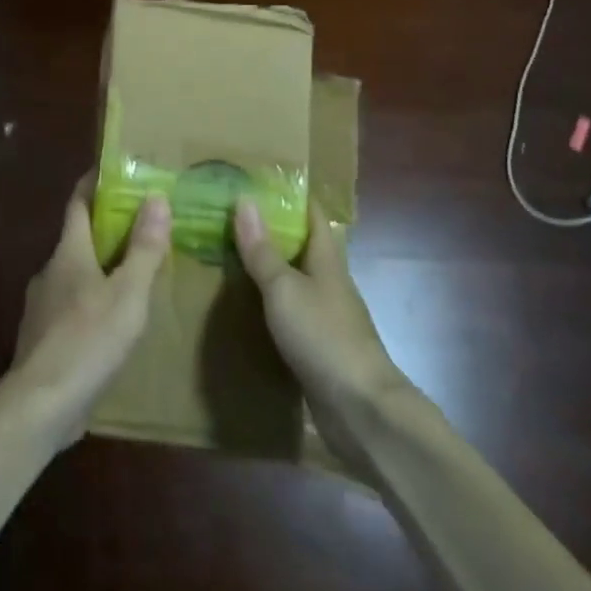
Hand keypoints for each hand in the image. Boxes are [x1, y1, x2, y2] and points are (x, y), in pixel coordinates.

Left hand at [1, 179, 169, 449]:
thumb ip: (144, 248)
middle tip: (143, 226)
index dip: (94, 184)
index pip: (78, 204)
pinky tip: (112, 322)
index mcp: (69, 252)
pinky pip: (71, 306)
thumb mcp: (129, 294)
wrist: (40, 405)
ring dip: (101, 269)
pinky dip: (92, 301)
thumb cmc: (88, 340)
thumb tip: (156, 197)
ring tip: (135, 275)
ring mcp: (41, 306)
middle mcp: (50, 271)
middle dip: (107, 229)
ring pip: (75, 275)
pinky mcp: (42, 338)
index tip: (114, 171)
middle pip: (78, 238)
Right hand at [232, 198, 407, 425]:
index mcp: (326, 260)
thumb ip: (263, 250)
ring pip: (296, 282)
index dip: (292, 196)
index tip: (260, 180)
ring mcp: (327, 318)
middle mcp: (330, 283)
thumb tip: (244, 200)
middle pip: (303, 248)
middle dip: (273, 232)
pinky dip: (270, 306)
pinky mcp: (320, 349)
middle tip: (231, 219)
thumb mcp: (284, 288)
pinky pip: (292, 315)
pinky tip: (246, 310)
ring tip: (230, 259)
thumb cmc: (323, 336)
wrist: (361, 409)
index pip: (313, 215)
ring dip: (270, 270)